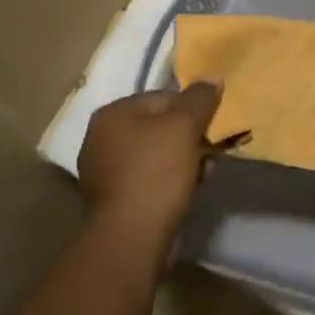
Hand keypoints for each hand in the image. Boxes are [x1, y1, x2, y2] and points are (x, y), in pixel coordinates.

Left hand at [77, 83, 222, 252]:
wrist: (133, 236)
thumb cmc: (156, 172)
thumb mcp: (184, 127)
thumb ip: (200, 99)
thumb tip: (212, 77)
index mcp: (112, 113)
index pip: (162, 97)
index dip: (192, 110)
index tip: (212, 127)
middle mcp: (101, 138)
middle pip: (159, 126)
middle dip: (189, 138)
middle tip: (211, 152)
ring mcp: (105, 171)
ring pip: (157, 154)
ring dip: (184, 160)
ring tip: (204, 174)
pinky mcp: (115, 199)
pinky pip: (150, 179)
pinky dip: (170, 181)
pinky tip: (189, 191)